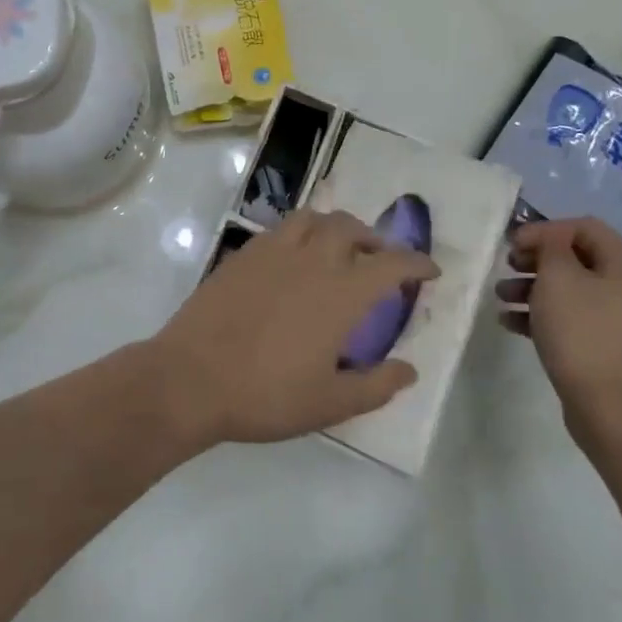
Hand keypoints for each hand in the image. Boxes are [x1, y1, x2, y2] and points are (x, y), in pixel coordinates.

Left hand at [153, 210, 437, 447]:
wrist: (191, 378)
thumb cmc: (265, 395)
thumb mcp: (329, 404)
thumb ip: (376, 386)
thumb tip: (410, 369)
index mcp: (340, 293)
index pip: (390, 265)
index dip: (416, 263)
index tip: (430, 269)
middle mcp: (311, 260)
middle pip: (350, 228)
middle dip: (374, 238)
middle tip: (380, 258)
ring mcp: (272, 252)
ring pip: (312, 218)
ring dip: (334, 226)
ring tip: (338, 247)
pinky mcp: (242, 254)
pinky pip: (281, 229)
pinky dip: (300, 233)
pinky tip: (294, 257)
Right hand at [496, 216, 621, 442]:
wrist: (614, 410)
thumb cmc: (584, 333)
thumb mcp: (559, 278)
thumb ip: (550, 247)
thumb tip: (549, 239)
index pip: (583, 227)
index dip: (544, 230)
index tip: (512, 245)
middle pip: (576, 257)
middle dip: (536, 260)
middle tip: (507, 266)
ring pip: (571, 290)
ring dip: (532, 287)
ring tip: (500, 296)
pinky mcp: (608, 347)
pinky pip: (572, 319)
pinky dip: (542, 315)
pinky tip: (510, 322)